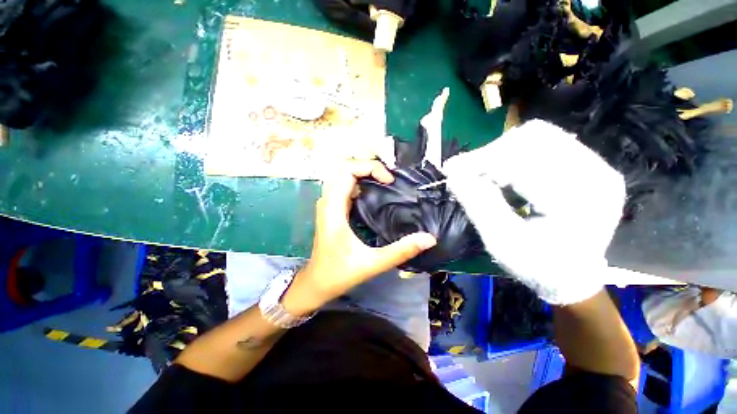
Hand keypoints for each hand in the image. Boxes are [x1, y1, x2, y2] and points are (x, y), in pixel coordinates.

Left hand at [282, 159, 436, 314]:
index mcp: (334, 209)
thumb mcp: (372, 263)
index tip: (389, 180)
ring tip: (385, 182)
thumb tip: (429, 238)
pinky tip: (375, 193)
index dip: (370, 168)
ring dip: (364, 173)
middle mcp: (328, 201)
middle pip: (344, 168)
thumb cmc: (339, 274)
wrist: (316, 283)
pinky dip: (360, 183)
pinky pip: (344, 186)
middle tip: (389, 178)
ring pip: (343, 176)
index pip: (347, 171)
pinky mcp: (332, 210)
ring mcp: (328, 205)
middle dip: (368, 167)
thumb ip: (401, 251)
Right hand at [443, 120, 625, 303]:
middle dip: (491, 154)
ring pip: (538, 136)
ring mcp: (595, 165)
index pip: (524, 161)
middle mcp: (596, 172)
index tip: (452, 170)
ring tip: (483, 173)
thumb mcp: (502, 242)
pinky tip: (502, 173)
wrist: (572, 275)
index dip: (481, 161)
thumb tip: (454, 175)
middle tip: (467, 172)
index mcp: (579, 198)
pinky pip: (545, 143)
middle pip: (534, 138)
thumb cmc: (537, 266)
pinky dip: (514, 155)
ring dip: (501, 152)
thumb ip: (479, 205)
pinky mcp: (587, 164)